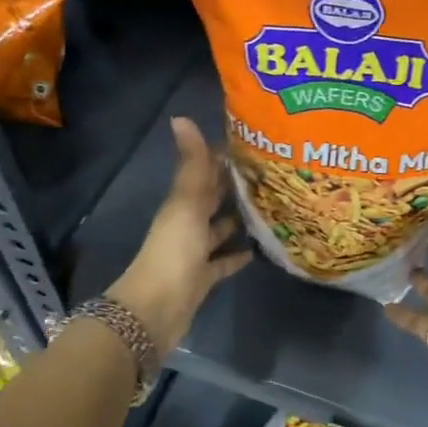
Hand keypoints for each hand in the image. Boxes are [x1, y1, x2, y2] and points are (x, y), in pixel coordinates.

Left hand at [108, 117, 251, 360]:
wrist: (157, 308)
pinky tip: (257, 250)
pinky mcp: (203, 277)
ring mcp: (195, 252)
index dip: (223, 157)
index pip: (204, 172)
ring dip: (237, 219)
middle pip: (212, 199)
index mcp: (182, 203)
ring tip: (270, 207)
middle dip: (234, 186)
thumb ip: (191, 164)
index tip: (253, 144)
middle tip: (270, 173)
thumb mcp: (185, 203)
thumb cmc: (174, 251)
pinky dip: (237, 255)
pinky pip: (223, 262)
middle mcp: (187, 223)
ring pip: (219, 229)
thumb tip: (181, 117)